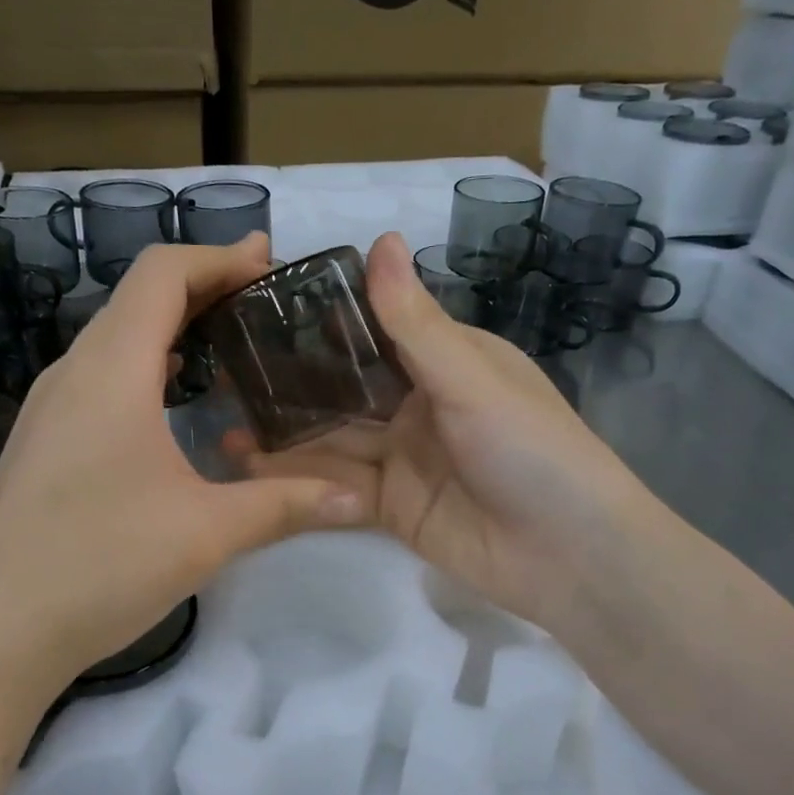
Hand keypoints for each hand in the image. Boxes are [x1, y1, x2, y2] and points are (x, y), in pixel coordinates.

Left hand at [0, 235, 365, 706]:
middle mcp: (74, 372)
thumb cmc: (99, 563)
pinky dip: (148, 366)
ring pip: (117, 339)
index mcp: (112, 369)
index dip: (218, 256)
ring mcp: (51, 408)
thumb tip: (356, 495)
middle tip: (264, 299)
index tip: (269, 263)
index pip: (162, 274)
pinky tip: (176, 404)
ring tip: (230, 344)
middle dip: (204, 286)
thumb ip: (284, 504)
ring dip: (173, 327)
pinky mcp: (45, 442)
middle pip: (138, 298)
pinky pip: (102, 378)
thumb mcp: (206, 532)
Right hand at [240, 232, 649, 643]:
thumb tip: (381, 237)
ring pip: (335, 439)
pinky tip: (251, 466)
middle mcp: (421, 405)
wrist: (570, 556)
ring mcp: (404, 459)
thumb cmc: (531, 449)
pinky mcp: (392, 508)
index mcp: (448, 361)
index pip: (376, 329)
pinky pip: (339, 486)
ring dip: (286, 432)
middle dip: (293, 382)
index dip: (324, 319)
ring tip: (223, 418)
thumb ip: (414, 322)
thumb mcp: (471, 379)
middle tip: (226, 369)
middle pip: (346, 388)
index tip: (262, 305)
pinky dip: (300, 477)